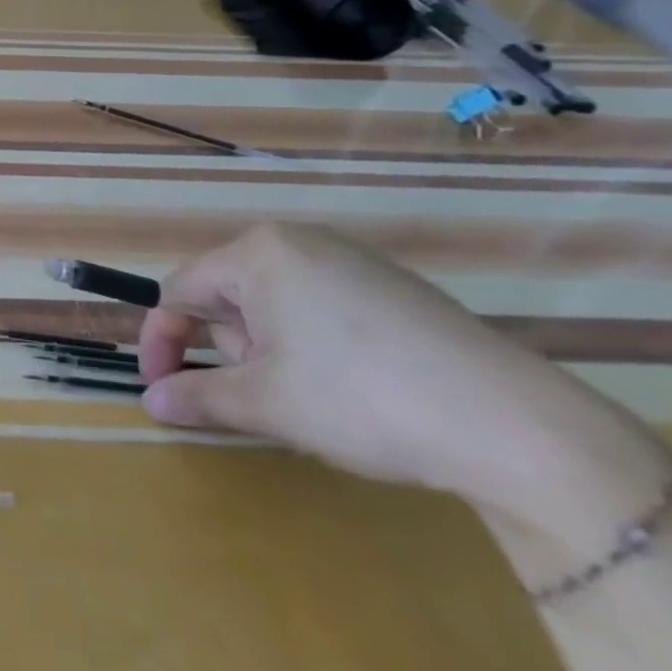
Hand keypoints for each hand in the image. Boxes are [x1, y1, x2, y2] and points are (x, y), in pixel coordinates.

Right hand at [137, 223, 671, 546]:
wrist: (520, 429)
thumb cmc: (363, 399)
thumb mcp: (266, 403)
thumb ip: (197, 396)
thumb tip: (151, 402)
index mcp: (257, 253)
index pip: (179, 291)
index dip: (161, 341)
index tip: (159, 388)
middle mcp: (298, 241)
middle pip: (228, 295)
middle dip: (232, 349)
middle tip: (266, 397)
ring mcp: (351, 259)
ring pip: (273, 303)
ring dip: (271, 350)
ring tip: (315, 397)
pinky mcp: (393, 286)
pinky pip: (320, 305)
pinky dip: (313, 344)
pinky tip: (354, 385)